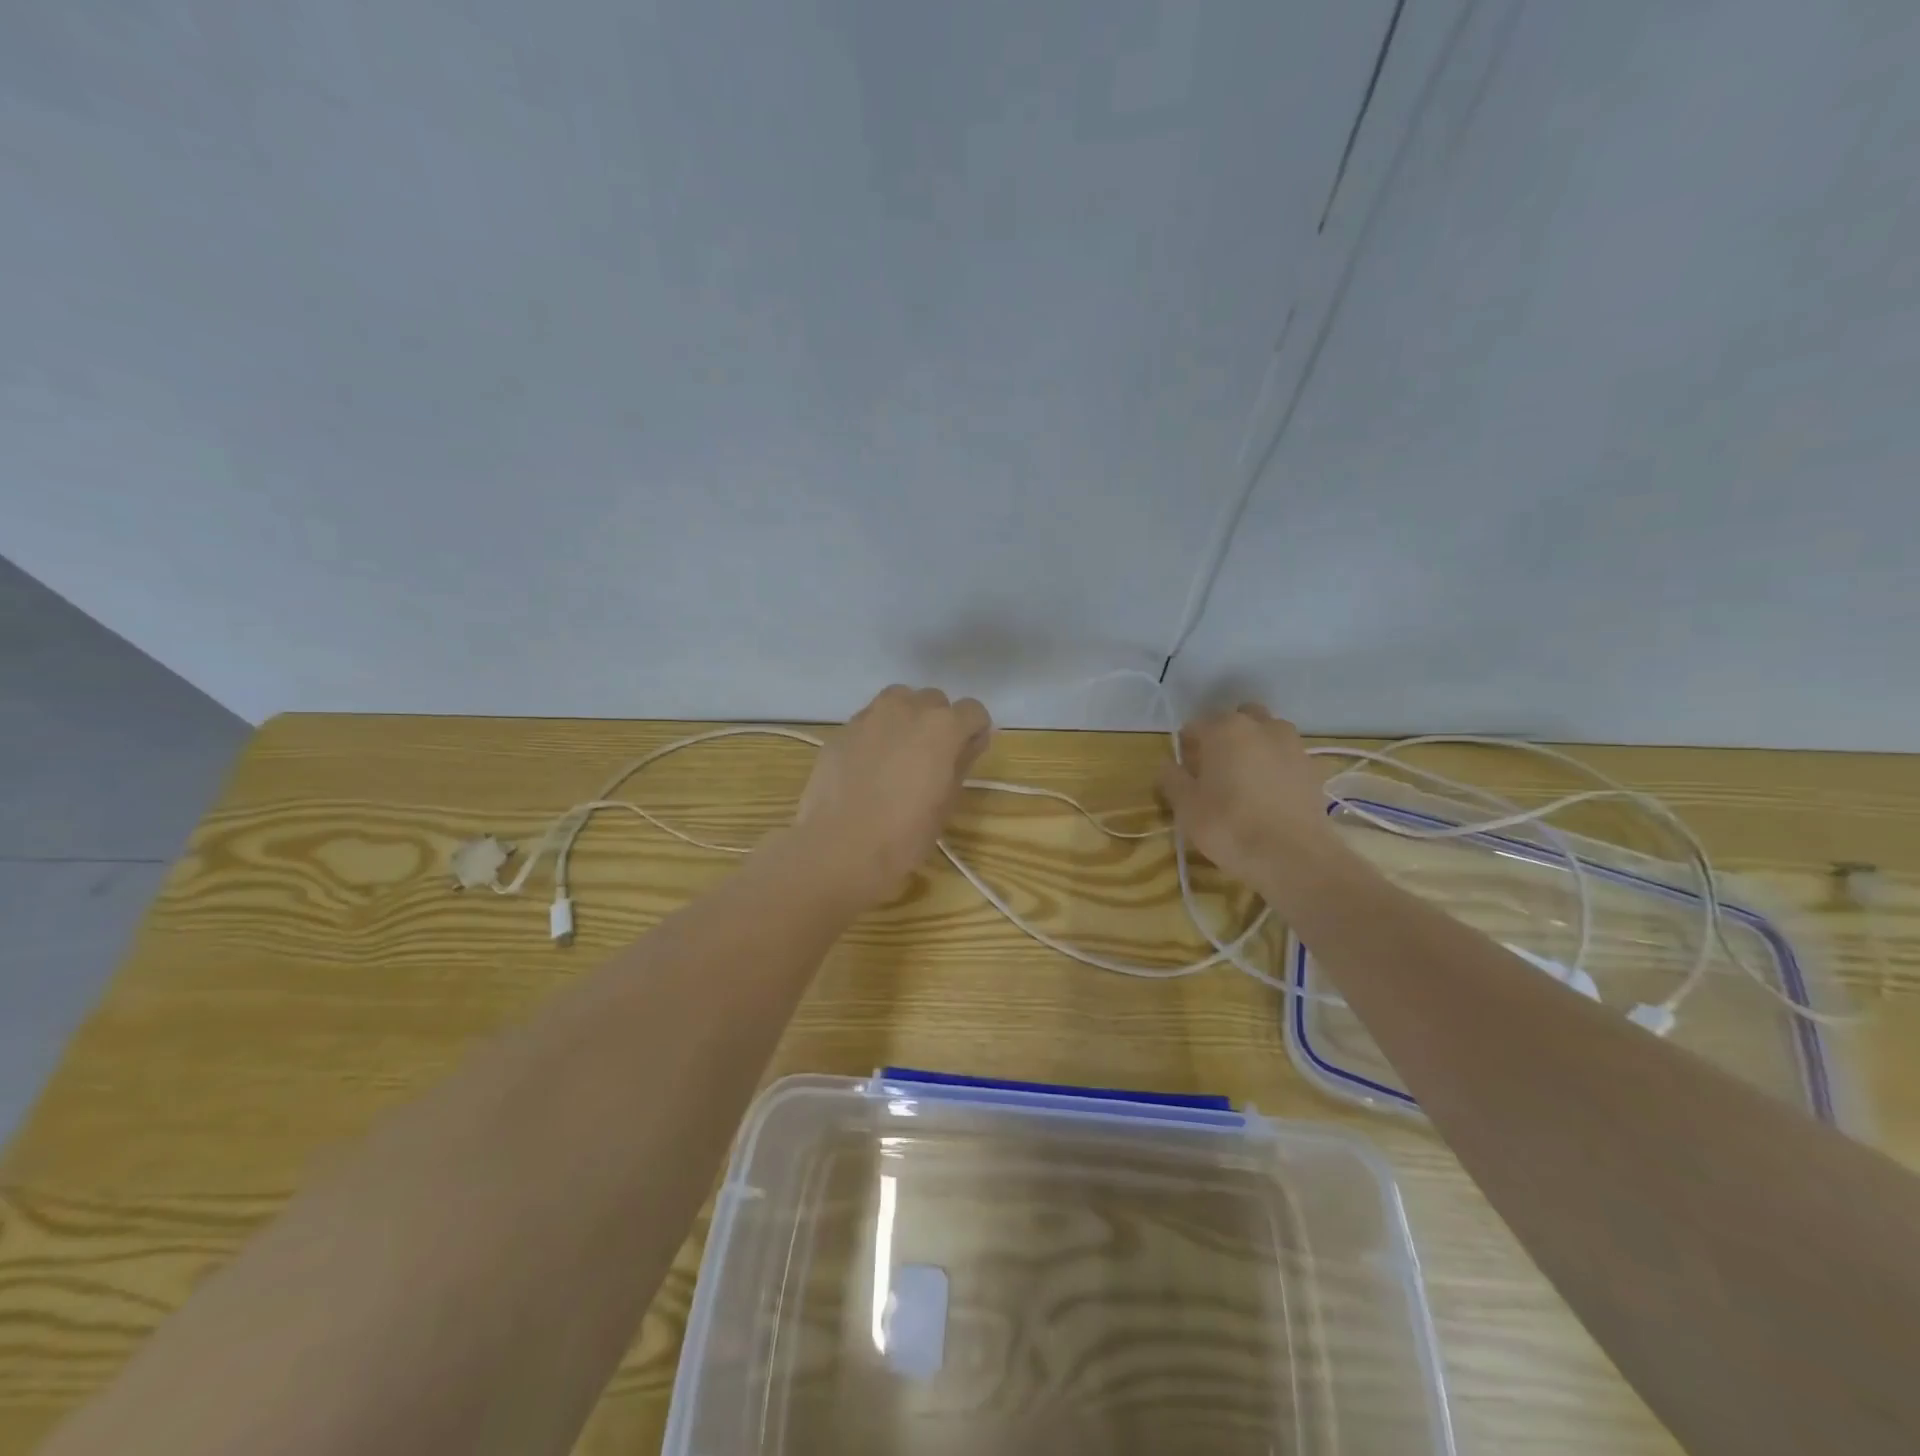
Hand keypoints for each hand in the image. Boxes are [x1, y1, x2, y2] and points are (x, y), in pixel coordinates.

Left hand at [792, 685, 992, 907]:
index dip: (973, 732)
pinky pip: (869, 721)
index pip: (973, 710)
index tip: (967, 754)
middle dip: (939, 723)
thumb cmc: (904, 833)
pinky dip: (876, 734)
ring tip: (899, 755)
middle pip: (934, 701)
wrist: (839, 847)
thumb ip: (962, 762)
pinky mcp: (842, 730)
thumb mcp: (946, 802)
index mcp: (942, 726)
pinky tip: (868, 767)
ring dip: (906, 719)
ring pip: (898, 701)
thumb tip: (969, 742)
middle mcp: (907, 708)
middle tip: (931, 759)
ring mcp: (870, 715)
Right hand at [1156, 704, 1334, 886]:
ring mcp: (1292, 744)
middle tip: (1215, 770)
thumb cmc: (1229, 826)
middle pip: (1236, 721)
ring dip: (1253, 747)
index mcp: (1224, 729)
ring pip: (1266, 734)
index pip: (1195, 726)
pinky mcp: (1313, 768)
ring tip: (1245, 781)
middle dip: (1224, 738)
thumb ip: (1172, 779)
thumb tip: (1168, 765)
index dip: (1186, 748)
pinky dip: (1276, 766)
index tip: (1185, 773)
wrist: (1293, 857)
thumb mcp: (1186, 807)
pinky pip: (1286, 757)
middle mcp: (1261, 726)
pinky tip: (1269, 795)